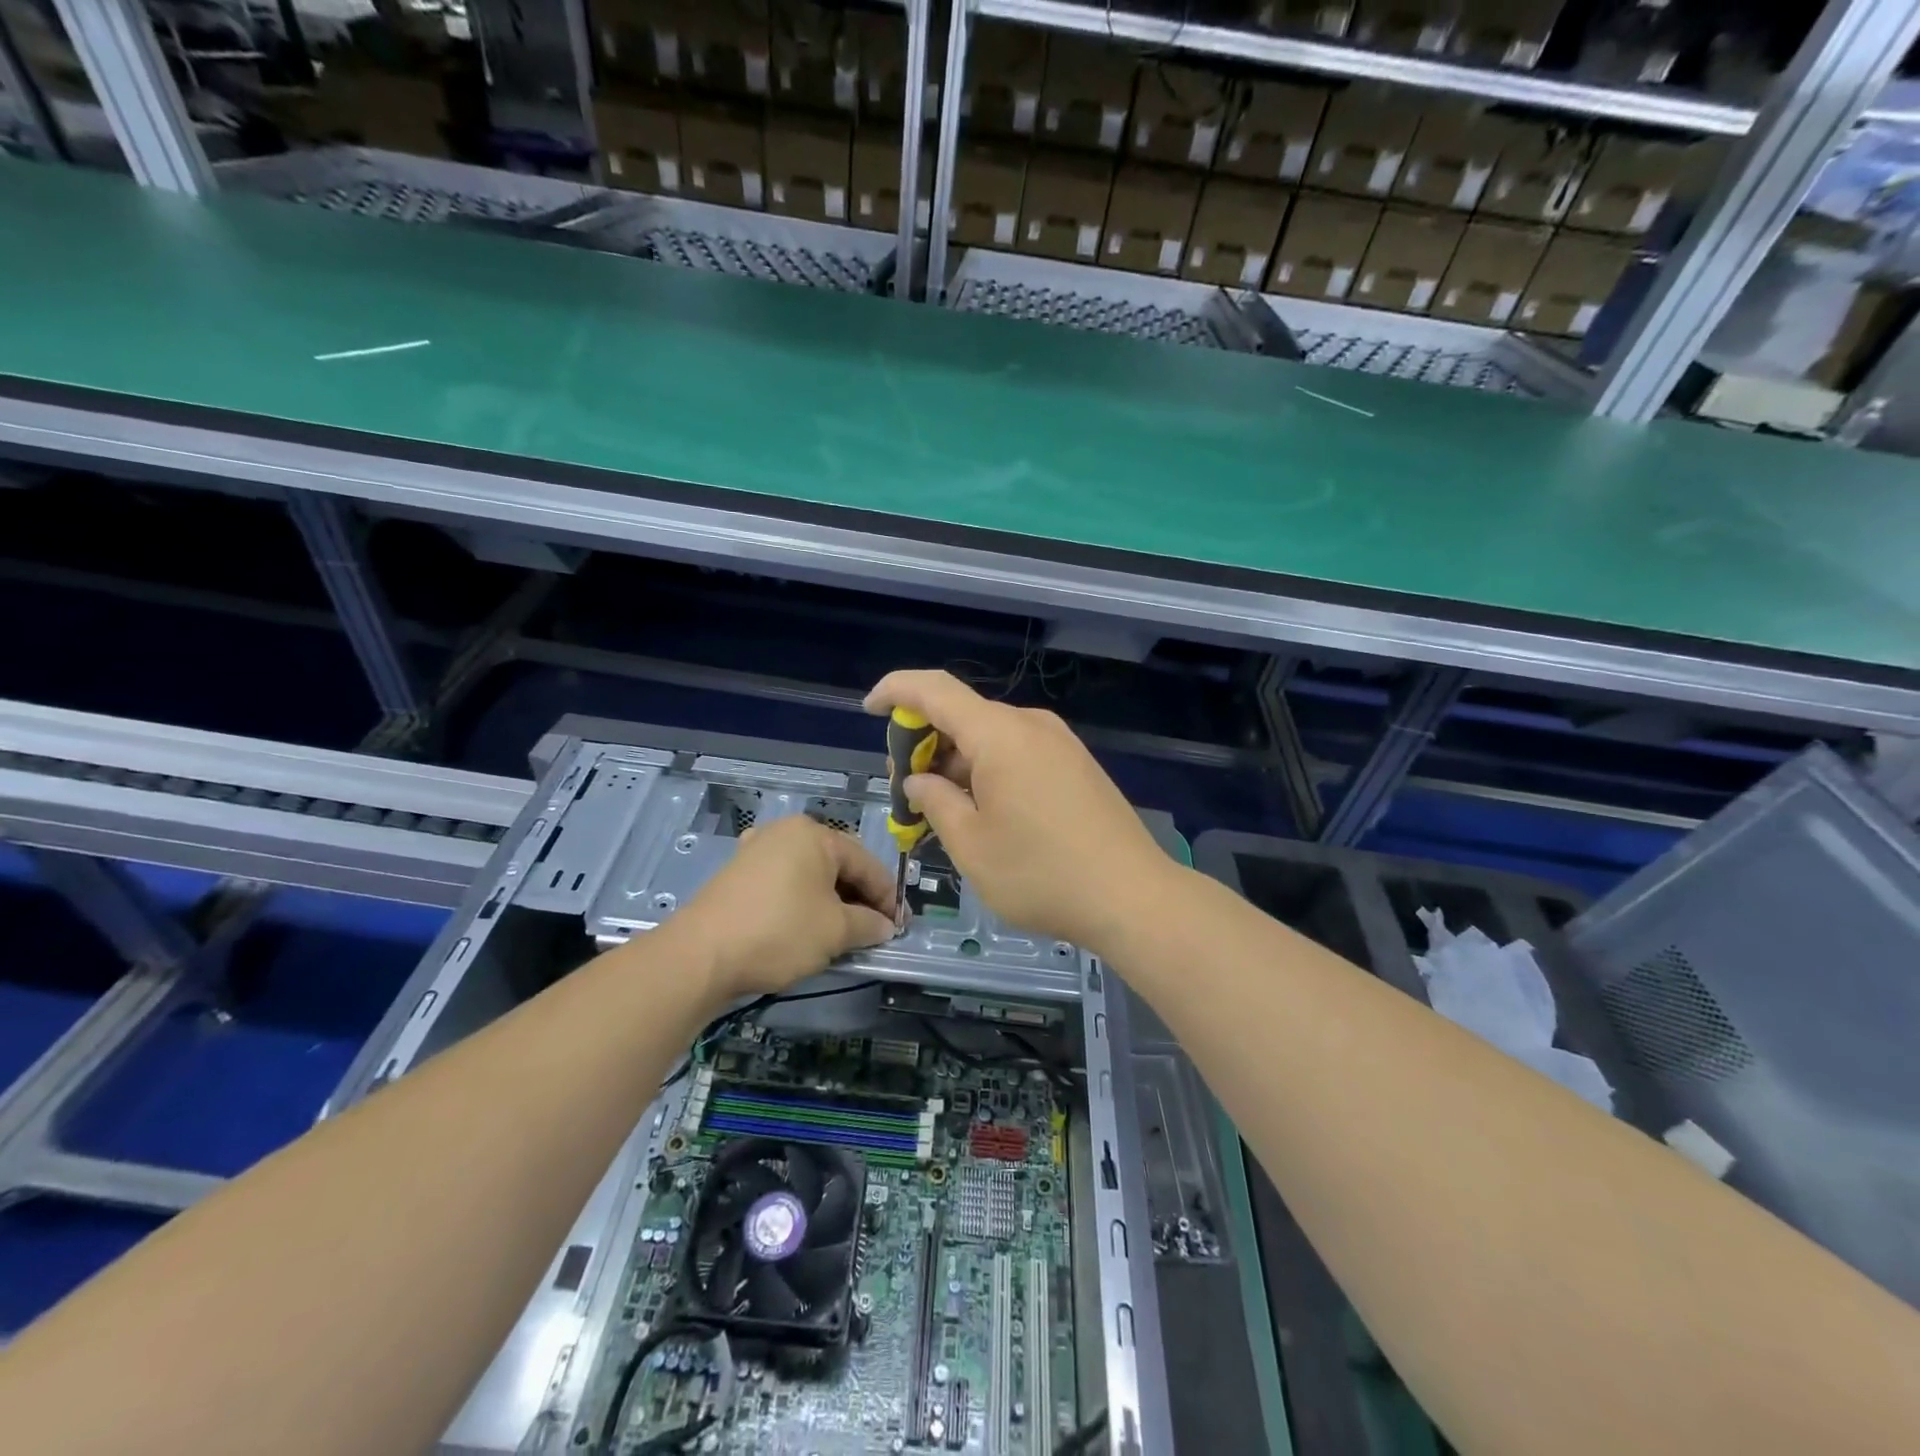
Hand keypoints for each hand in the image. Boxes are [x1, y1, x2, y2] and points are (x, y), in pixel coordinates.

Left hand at [666, 815, 895, 1001]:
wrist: (700, 956)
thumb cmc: (780, 932)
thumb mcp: (835, 931)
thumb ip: (869, 924)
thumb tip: (885, 927)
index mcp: (814, 834)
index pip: (866, 862)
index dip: (887, 897)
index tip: (900, 926)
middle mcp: (785, 832)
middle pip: (838, 864)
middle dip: (859, 898)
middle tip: (875, 930)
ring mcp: (757, 850)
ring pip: (811, 875)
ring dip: (832, 902)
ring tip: (844, 933)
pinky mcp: (738, 874)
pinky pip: (785, 883)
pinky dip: (803, 903)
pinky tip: (807, 927)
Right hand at [864, 670, 1174, 954]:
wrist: (1133, 897)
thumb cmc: (1041, 874)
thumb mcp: (971, 845)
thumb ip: (934, 801)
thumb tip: (919, 780)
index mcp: (1000, 734)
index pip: (934, 689)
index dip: (896, 692)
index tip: (870, 710)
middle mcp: (1031, 725)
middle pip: (962, 716)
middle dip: (924, 744)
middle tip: (906, 792)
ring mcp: (1060, 744)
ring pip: (990, 738)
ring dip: (956, 763)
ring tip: (941, 812)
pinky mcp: (1076, 765)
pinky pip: (1017, 753)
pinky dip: (987, 771)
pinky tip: (982, 812)